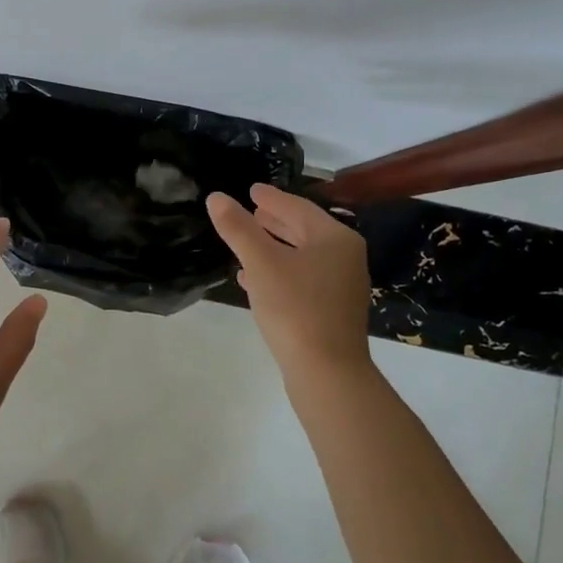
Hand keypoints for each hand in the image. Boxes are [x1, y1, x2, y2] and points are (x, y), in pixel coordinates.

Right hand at [207, 184, 371, 379]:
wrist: (327, 372)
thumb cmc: (296, 308)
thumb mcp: (261, 263)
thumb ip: (238, 228)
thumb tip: (216, 197)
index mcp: (335, 239)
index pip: (298, 207)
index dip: (271, 198)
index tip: (251, 190)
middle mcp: (345, 258)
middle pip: (304, 230)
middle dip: (274, 221)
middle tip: (249, 211)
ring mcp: (342, 286)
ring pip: (303, 256)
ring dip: (274, 247)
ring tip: (247, 241)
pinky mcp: (332, 311)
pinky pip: (303, 279)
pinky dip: (280, 271)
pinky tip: (254, 279)